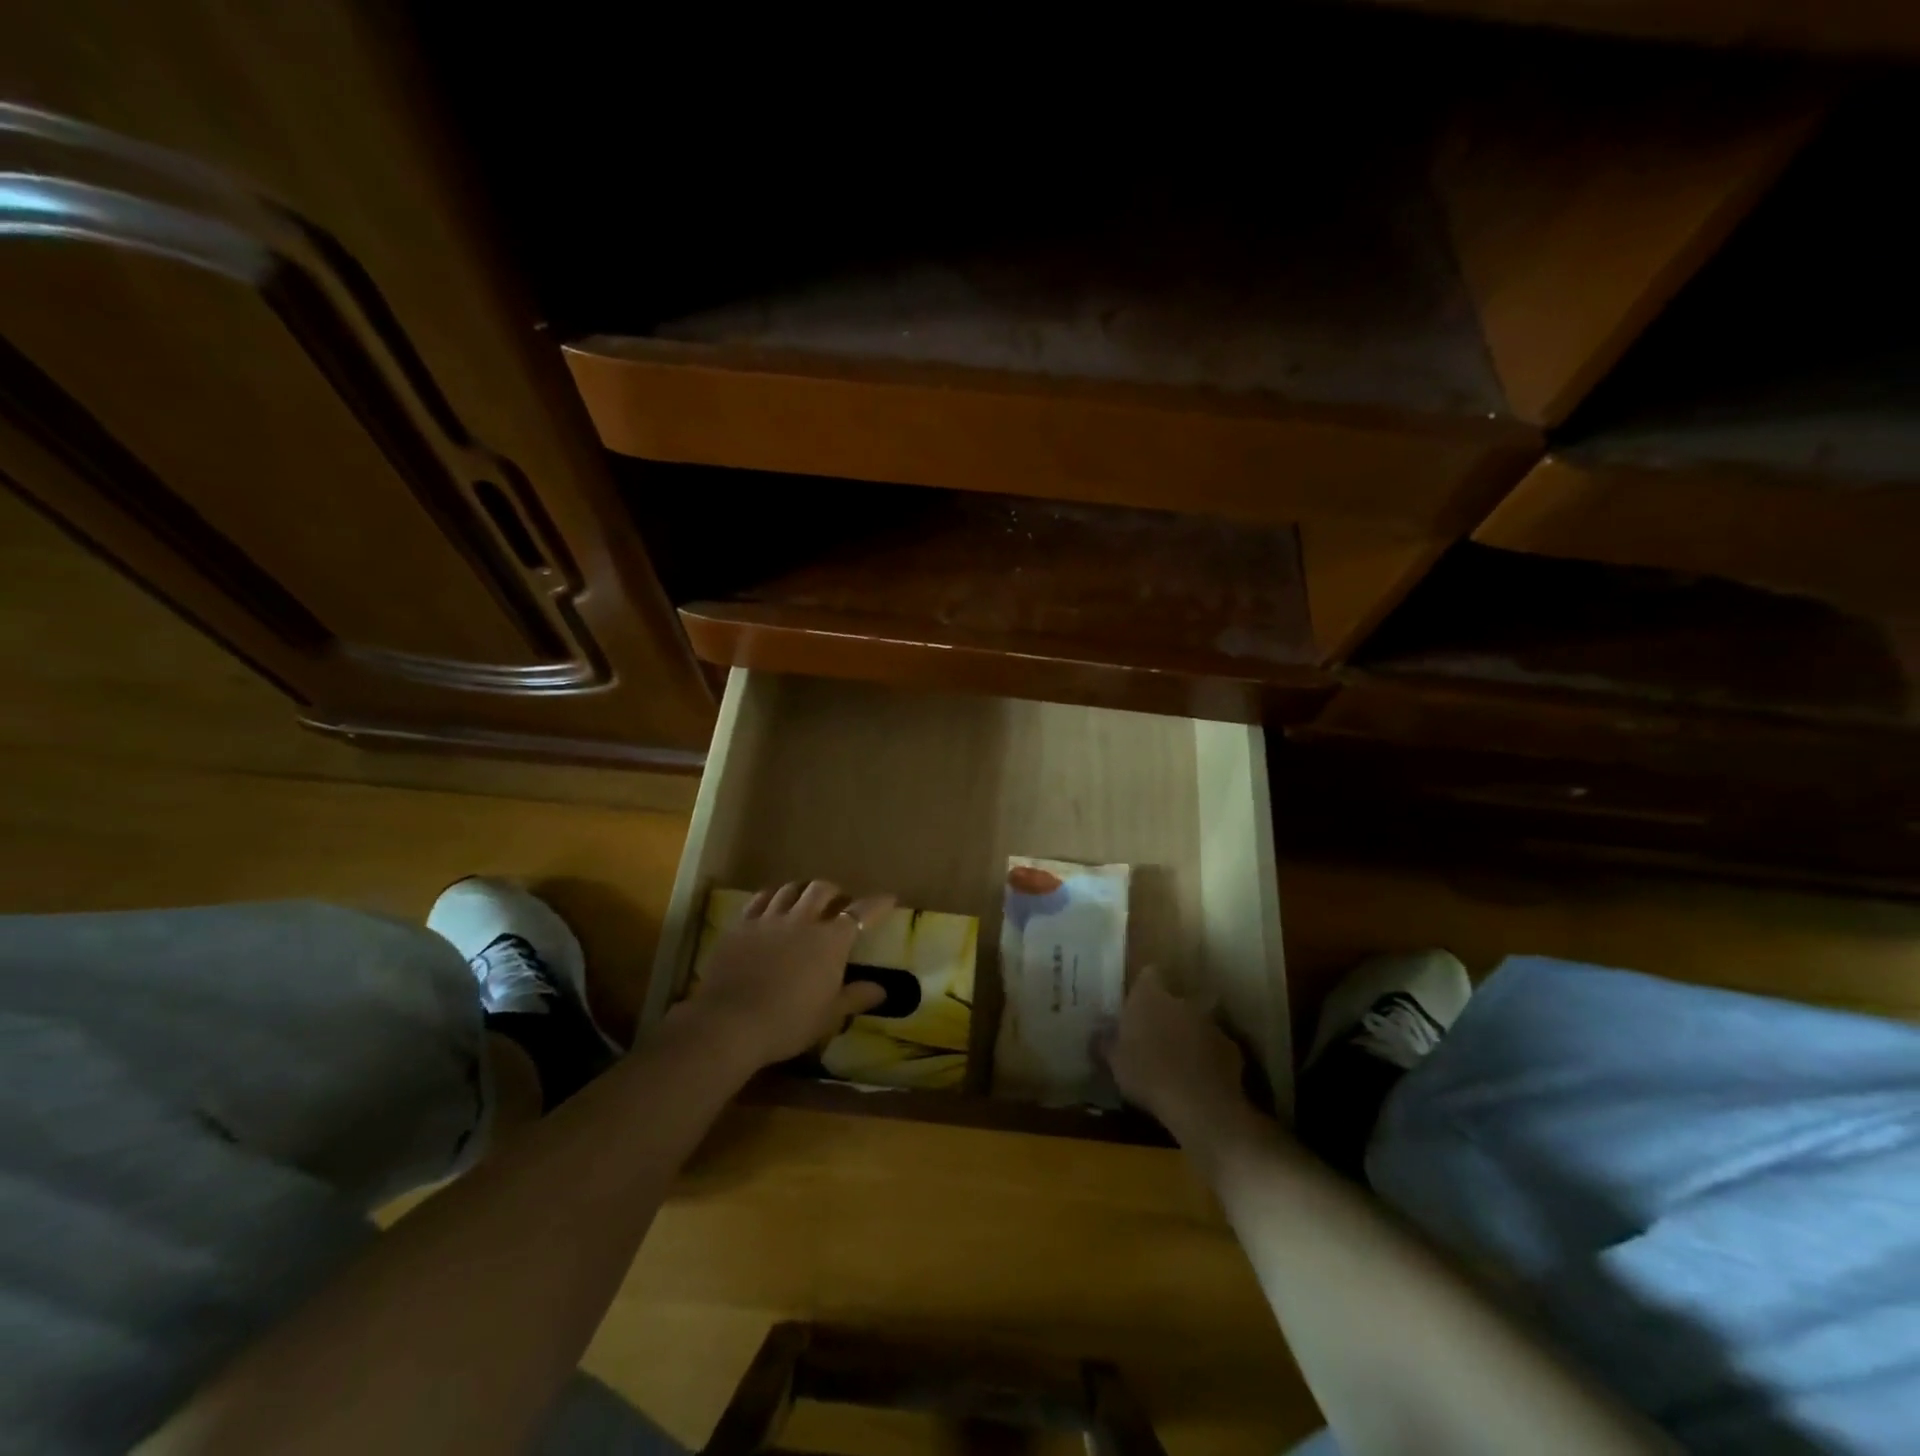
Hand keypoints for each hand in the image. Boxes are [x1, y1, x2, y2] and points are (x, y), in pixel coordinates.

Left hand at [673, 880, 893, 1070]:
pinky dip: (771, 897)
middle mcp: (802, 920)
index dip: (877, 904)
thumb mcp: (829, 1015)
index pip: (861, 913)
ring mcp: (769, 919)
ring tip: (805, 900)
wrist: (731, 1022)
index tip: (888, 898)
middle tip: (838, 903)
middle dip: (834, 892)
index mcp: (831, 940)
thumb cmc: (789, 1021)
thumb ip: (856, 997)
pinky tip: (772, 904)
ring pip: (790, 890)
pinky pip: (759, 900)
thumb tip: (882, 989)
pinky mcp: (741, 925)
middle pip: (822, 890)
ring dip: (802, 890)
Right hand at [1100, 967, 1260, 1148]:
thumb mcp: (1114, 1061)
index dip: (1145, 986)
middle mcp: (1182, 1000)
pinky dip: (1209, 1057)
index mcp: (1150, 996)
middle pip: (1176, 998)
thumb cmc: (1147, 1073)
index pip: (1149, 974)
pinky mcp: (1232, 1048)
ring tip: (1180, 1060)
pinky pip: (1216, 1047)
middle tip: (1157, 1035)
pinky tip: (1200, 1079)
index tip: (1138, 1002)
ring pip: (1198, 1022)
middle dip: (1169, 1012)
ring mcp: (1211, 1023)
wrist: (1199, 1103)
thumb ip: (1106, 1043)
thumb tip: (1098, 1034)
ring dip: (1191, 1035)